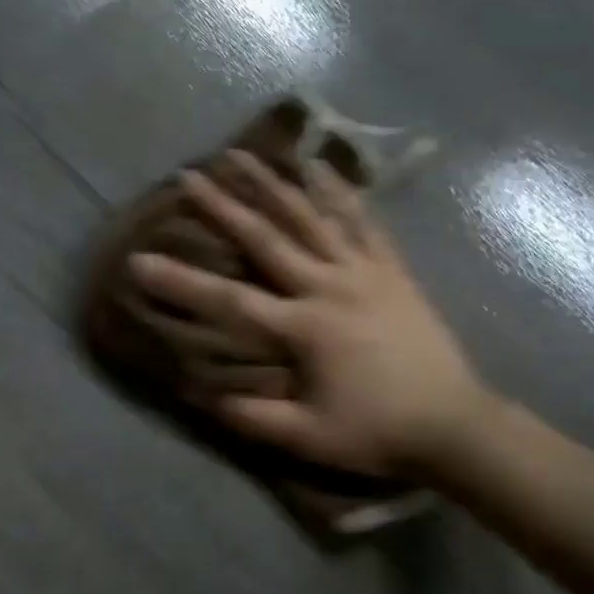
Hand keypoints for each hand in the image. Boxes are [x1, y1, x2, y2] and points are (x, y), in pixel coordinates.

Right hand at [128, 150, 494, 478]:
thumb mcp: (309, 438)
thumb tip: (200, 394)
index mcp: (304, 328)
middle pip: (266, 238)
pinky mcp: (390, 269)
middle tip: (189, 176)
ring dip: (273, 183)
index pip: (229, 300)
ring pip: (311, 217)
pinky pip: (362, 221)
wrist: (455, 425)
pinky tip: (319, 167)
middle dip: (223, 206)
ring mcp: (362, 272)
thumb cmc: (378, 432)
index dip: (181, 280)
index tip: (139, 260)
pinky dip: (339, 192)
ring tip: (241, 155)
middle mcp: (328, 287)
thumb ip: (253, 418)